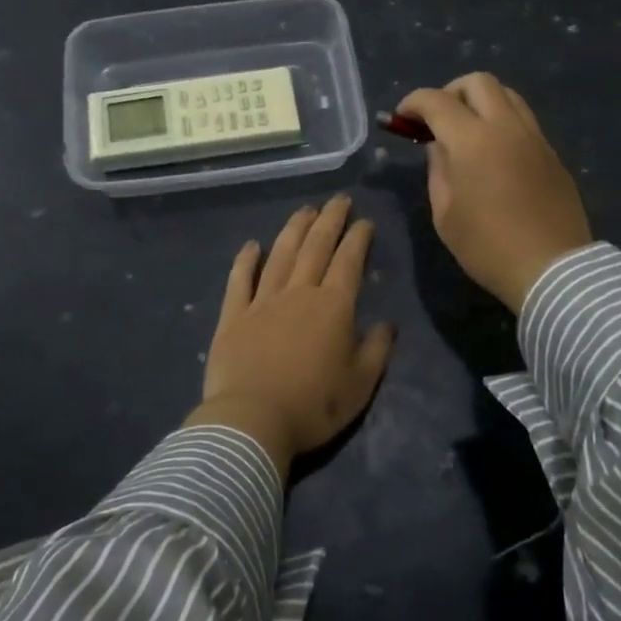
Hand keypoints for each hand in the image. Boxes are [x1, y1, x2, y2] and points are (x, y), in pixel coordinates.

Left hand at [186, 195, 394, 477]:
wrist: (252, 420)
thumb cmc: (313, 406)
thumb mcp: (360, 385)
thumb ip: (376, 350)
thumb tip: (387, 324)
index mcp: (333, 308)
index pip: (348, 262)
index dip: (357, 238)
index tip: (364, 221)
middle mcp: (298, 293)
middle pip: (315, 248)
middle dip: (329, 221)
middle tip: (338, 200)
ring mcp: (262, 301)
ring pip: (280, 255)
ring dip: (293, 229)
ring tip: (304, 211)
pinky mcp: (233, 316)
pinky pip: (240, 280)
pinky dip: (245, 260)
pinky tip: (251, 245)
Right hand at [398, 72, 592, 313]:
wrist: (552, 270)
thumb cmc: (488, 247)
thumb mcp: (445, 214)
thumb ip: (438, 170)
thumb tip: (438, 145)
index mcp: (473, 141)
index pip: (436, 100)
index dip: (413, 103)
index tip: (403, 118)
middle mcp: (506, 127)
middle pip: (478, 82)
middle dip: (450, 91)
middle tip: (438, 119)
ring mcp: (535, 137)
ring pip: (507, 94)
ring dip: (481, 101)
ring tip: (467, 130)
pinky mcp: (552, 153)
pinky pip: (524, 120)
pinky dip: (502, 121)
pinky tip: (494, 152)